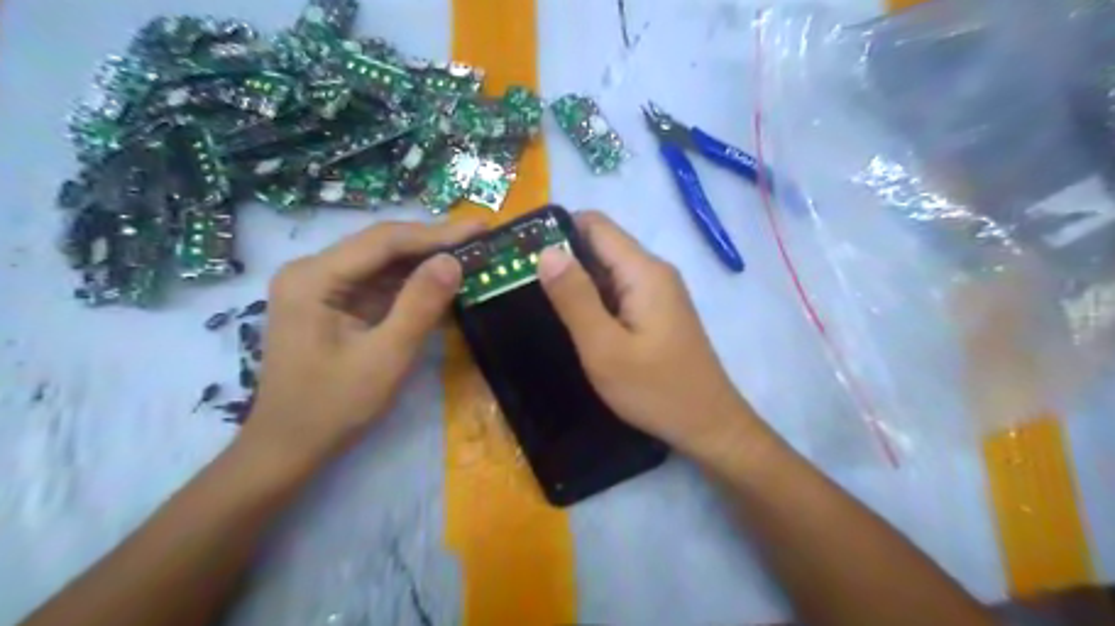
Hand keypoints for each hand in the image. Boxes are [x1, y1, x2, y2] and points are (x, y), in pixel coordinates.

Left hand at [239, 220, 483, 469]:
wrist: (288, 446)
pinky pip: (376, 283)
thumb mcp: (386, 357)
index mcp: (313, 278)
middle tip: (480, 239)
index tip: (480, 228)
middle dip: (433, 243)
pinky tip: (439, 282)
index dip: (436, 233)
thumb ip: (419, 306)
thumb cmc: (333, 407)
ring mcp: (319, 287)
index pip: (384, 241)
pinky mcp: (331, 303)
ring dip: (424, 261)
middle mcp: (311, 271)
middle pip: (381, 246)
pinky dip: (410, 283)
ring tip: (469, 255)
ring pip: (381, 262)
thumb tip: (453, 261)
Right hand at [535, 212, 753, 455]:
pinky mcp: (657, 311)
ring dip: (575, 280)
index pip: (594, 224)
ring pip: (607, 269)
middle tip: (520, 281)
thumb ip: (575, 297)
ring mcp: (658, 292)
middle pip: (601, 244)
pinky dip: (593, 298)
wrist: (708, 425)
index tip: (520, 251)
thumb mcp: (604, 348)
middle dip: (562, 257)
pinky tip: (573, 320)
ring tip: (538, 300)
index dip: (556, 230)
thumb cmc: (656, 389)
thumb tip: (546, 251)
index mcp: (643, 271)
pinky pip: (618, 291)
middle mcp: (653, 271)